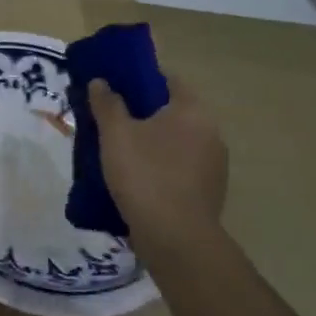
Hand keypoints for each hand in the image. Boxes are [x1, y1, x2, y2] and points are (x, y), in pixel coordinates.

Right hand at [86, 71, 228, 248]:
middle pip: (172, 112)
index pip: (169, 80)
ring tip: (120, 152)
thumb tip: (101, 81)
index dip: (141, 78)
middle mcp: (211, 132)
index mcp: (192, 111)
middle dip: (143, 113)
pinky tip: (138, 179)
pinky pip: (180, 167)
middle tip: (111, 120)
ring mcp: (214, 164)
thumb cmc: (145, 175)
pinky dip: (161, 166)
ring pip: (177, 141)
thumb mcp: (116, 135)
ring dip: (152, 142)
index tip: (115, 86)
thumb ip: (107, 104)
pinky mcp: (209, 190)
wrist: (175, 237)